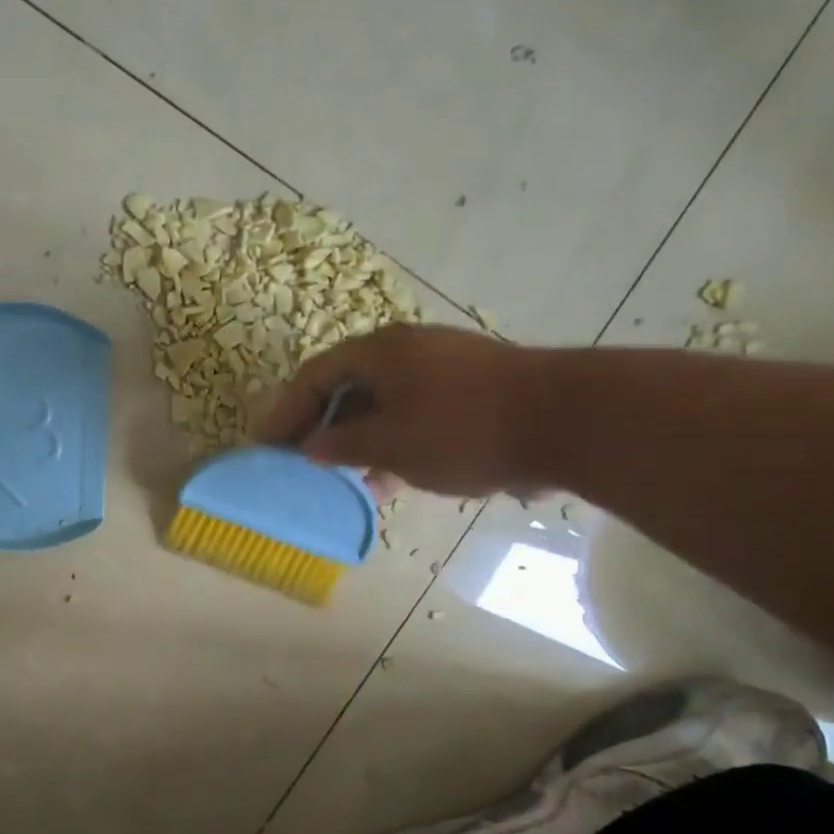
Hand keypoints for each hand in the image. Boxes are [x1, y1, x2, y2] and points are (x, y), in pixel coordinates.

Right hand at [259, 323, 545, 497]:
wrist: (566, 421)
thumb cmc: (463, 429)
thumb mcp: (390, 443)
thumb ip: (342, 445)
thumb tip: (311, 447)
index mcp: (380, 352)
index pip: (314, 376)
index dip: (285, 412)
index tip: (266, 447)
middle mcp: (407, 352)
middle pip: (346, 387)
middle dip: (320, 427)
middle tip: (300, 464)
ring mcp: (441, 371)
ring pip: (381, 405)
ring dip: (356, 441)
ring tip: (341, 480)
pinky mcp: (469, 394)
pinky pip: (412, 416)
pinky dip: (392, 444)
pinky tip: (390, 481)